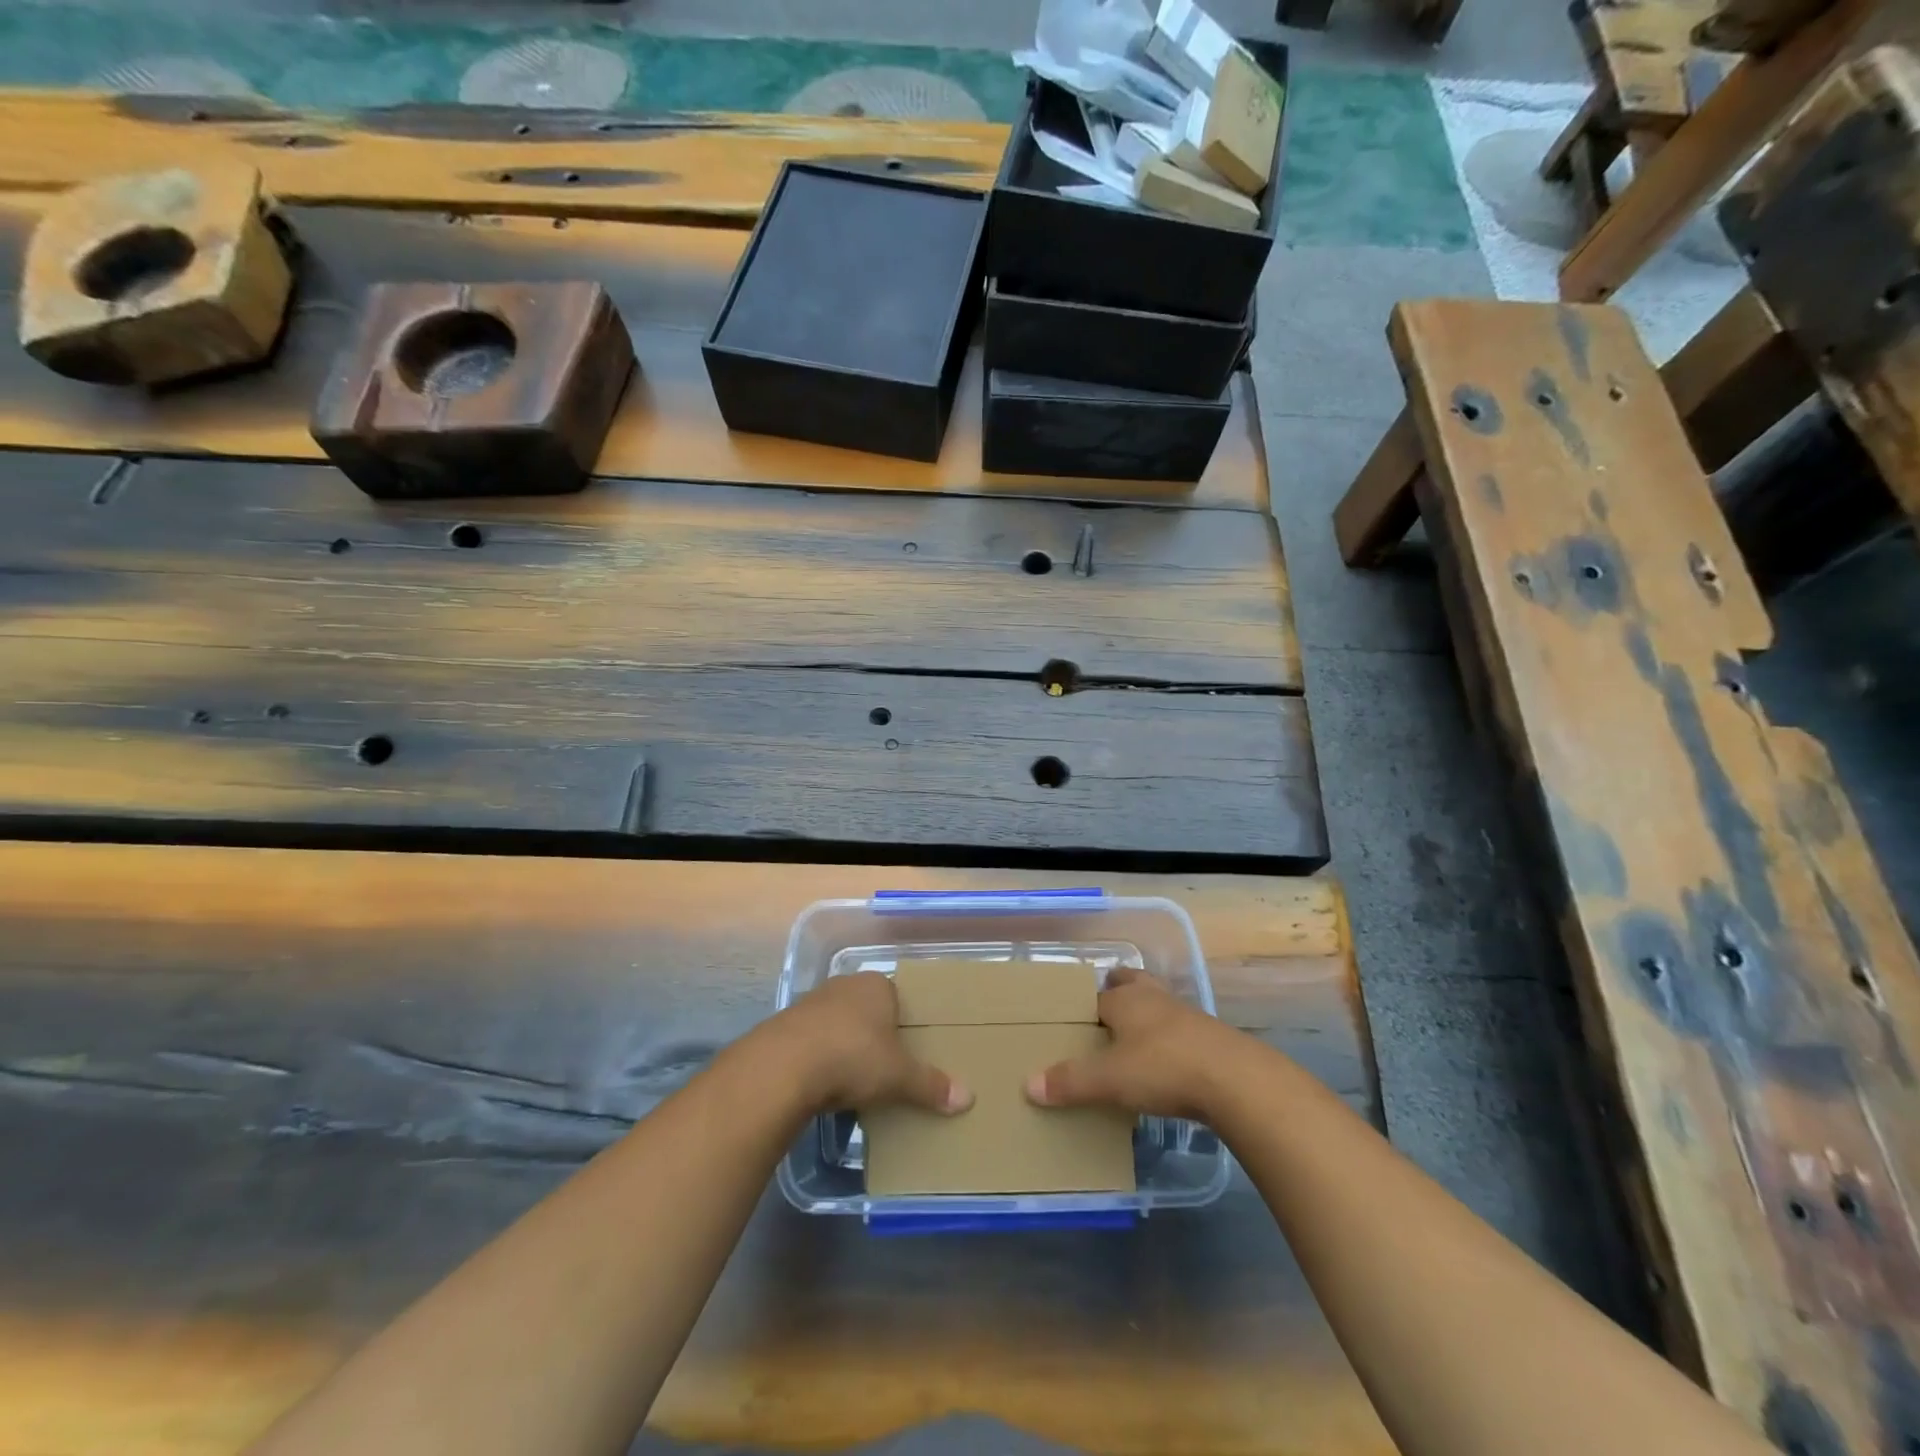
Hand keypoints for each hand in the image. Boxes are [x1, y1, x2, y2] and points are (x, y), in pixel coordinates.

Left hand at [774, 972, 972, 1117]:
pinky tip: (823, 1082)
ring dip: (844, 1045)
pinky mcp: (786, 1025)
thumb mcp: (898, 1076)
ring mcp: (812, 1002)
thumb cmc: (853, 1057)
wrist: (783, 1067)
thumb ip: (931, 1085)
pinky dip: (820, 1057)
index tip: (908, 1049)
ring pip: (838, 1023)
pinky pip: (813, 1039)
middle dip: (874, 1034)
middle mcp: (844, 985)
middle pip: (867, 1009)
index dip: (903, 1023)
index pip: (897, 997)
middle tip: (885, 1066)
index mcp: (876, 985)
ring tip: (854, 1079)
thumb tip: (968, 1098)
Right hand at [1025, 966, 1239, 1120]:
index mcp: (1125, 1001)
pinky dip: (1170, 1039)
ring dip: (1148, 1013)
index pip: (1097, 997)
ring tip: (1136, 1032)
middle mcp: (1154, 999)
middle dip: (1120, 988)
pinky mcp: (1210, 1039)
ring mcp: (1186, 1016)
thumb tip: (1028, 1085)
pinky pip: (1181, 1031)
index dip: (1085, 1008)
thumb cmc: (1163, 1068)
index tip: (1075, 1021)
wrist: (1235, 1080)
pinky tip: (1167, 1060)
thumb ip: (1070, 1082)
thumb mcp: (1109, 1079)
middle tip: (1108, 1001)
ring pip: (1159, 1004)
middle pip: (1133, 983)